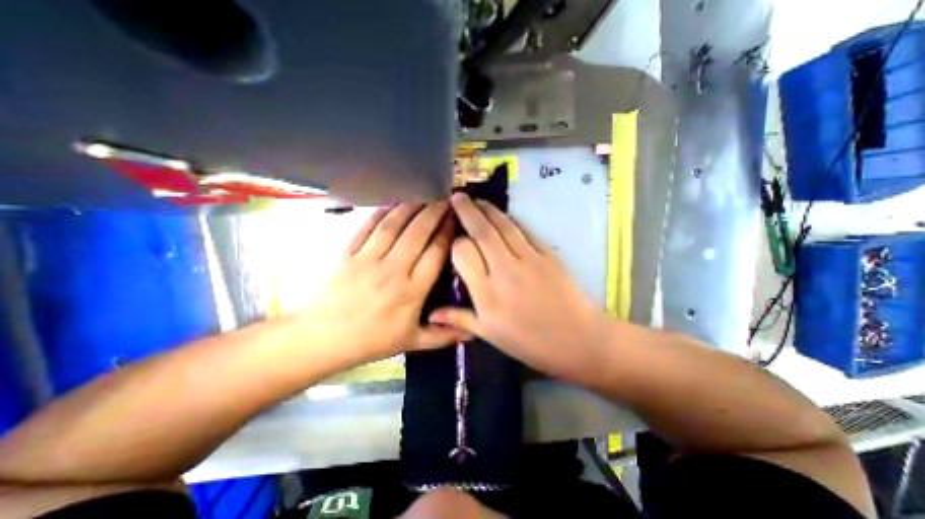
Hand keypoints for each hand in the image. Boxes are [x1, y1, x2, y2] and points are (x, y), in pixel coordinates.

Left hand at [298, 201, 470, 366]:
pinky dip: (381, 212)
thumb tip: (473, 333)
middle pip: (417, 233)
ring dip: (410, 207)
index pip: (435, 253)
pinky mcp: (347, 253)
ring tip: (423, 196)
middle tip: (445, 200)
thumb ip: (443, 335)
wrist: (322, 339)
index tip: (455, 219)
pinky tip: (393, 203)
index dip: (447, 233)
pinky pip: (367, 227)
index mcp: (412, 291)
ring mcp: (368, 260)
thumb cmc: (371, 341)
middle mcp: (393, 271)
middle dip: (434, 213)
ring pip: (393, 226)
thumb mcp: (412, 342)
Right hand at [428, 193, 611, 384]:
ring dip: (488, 210)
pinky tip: (502, 215)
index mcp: (486, 293)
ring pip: (503, 226)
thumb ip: (459, 319)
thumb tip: (431, 313)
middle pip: (482, 231)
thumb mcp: (490, 335)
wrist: (577, 340)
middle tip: (456, 197)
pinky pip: (524, 231)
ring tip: (476, 200)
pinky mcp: (547, 254)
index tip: (453, 238)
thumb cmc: (530, 342)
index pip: (463, 252)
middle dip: (467, 211)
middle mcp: (504, 270)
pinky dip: (510, 220)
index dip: (456, 242)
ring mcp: (528, 259)